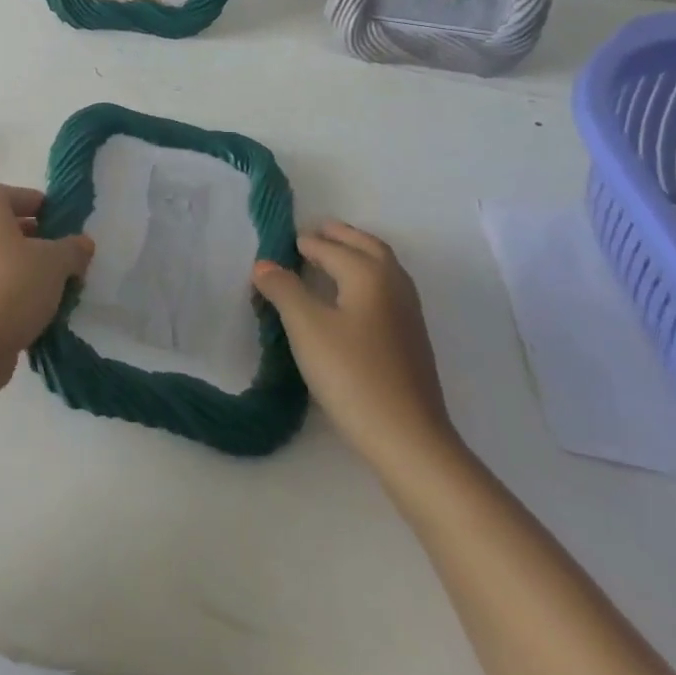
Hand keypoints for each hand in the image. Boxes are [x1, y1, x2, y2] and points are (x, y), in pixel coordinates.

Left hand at [0, 184, 93, 385]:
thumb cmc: (11, 287)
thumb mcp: (55, 263)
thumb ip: (73, 249)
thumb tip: (82, 243)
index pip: (11, 193)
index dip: (37, 203)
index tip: (62, 222)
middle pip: (7, 227)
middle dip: (39, 241)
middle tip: (66, 258)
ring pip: (2, 259)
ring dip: (29, 271)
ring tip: (58, 290)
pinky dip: (14, 293)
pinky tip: (38, 313)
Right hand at [252, 221, 458, 474]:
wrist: (409, 439)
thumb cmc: (352, 375)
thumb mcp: (306, 327)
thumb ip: (283, 289)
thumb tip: (265, 264)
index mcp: (369, 273)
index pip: (329, 247)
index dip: (301, 244)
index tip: (276, 245)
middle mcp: (394, 284)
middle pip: (366, 246)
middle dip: (338, 236)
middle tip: (309, 235)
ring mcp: (408, 313)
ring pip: (381, 267)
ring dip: (355, 254)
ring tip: (326, 260)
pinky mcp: (411, 340)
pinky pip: (385, 290)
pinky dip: (365, 278)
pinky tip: (348, 299)